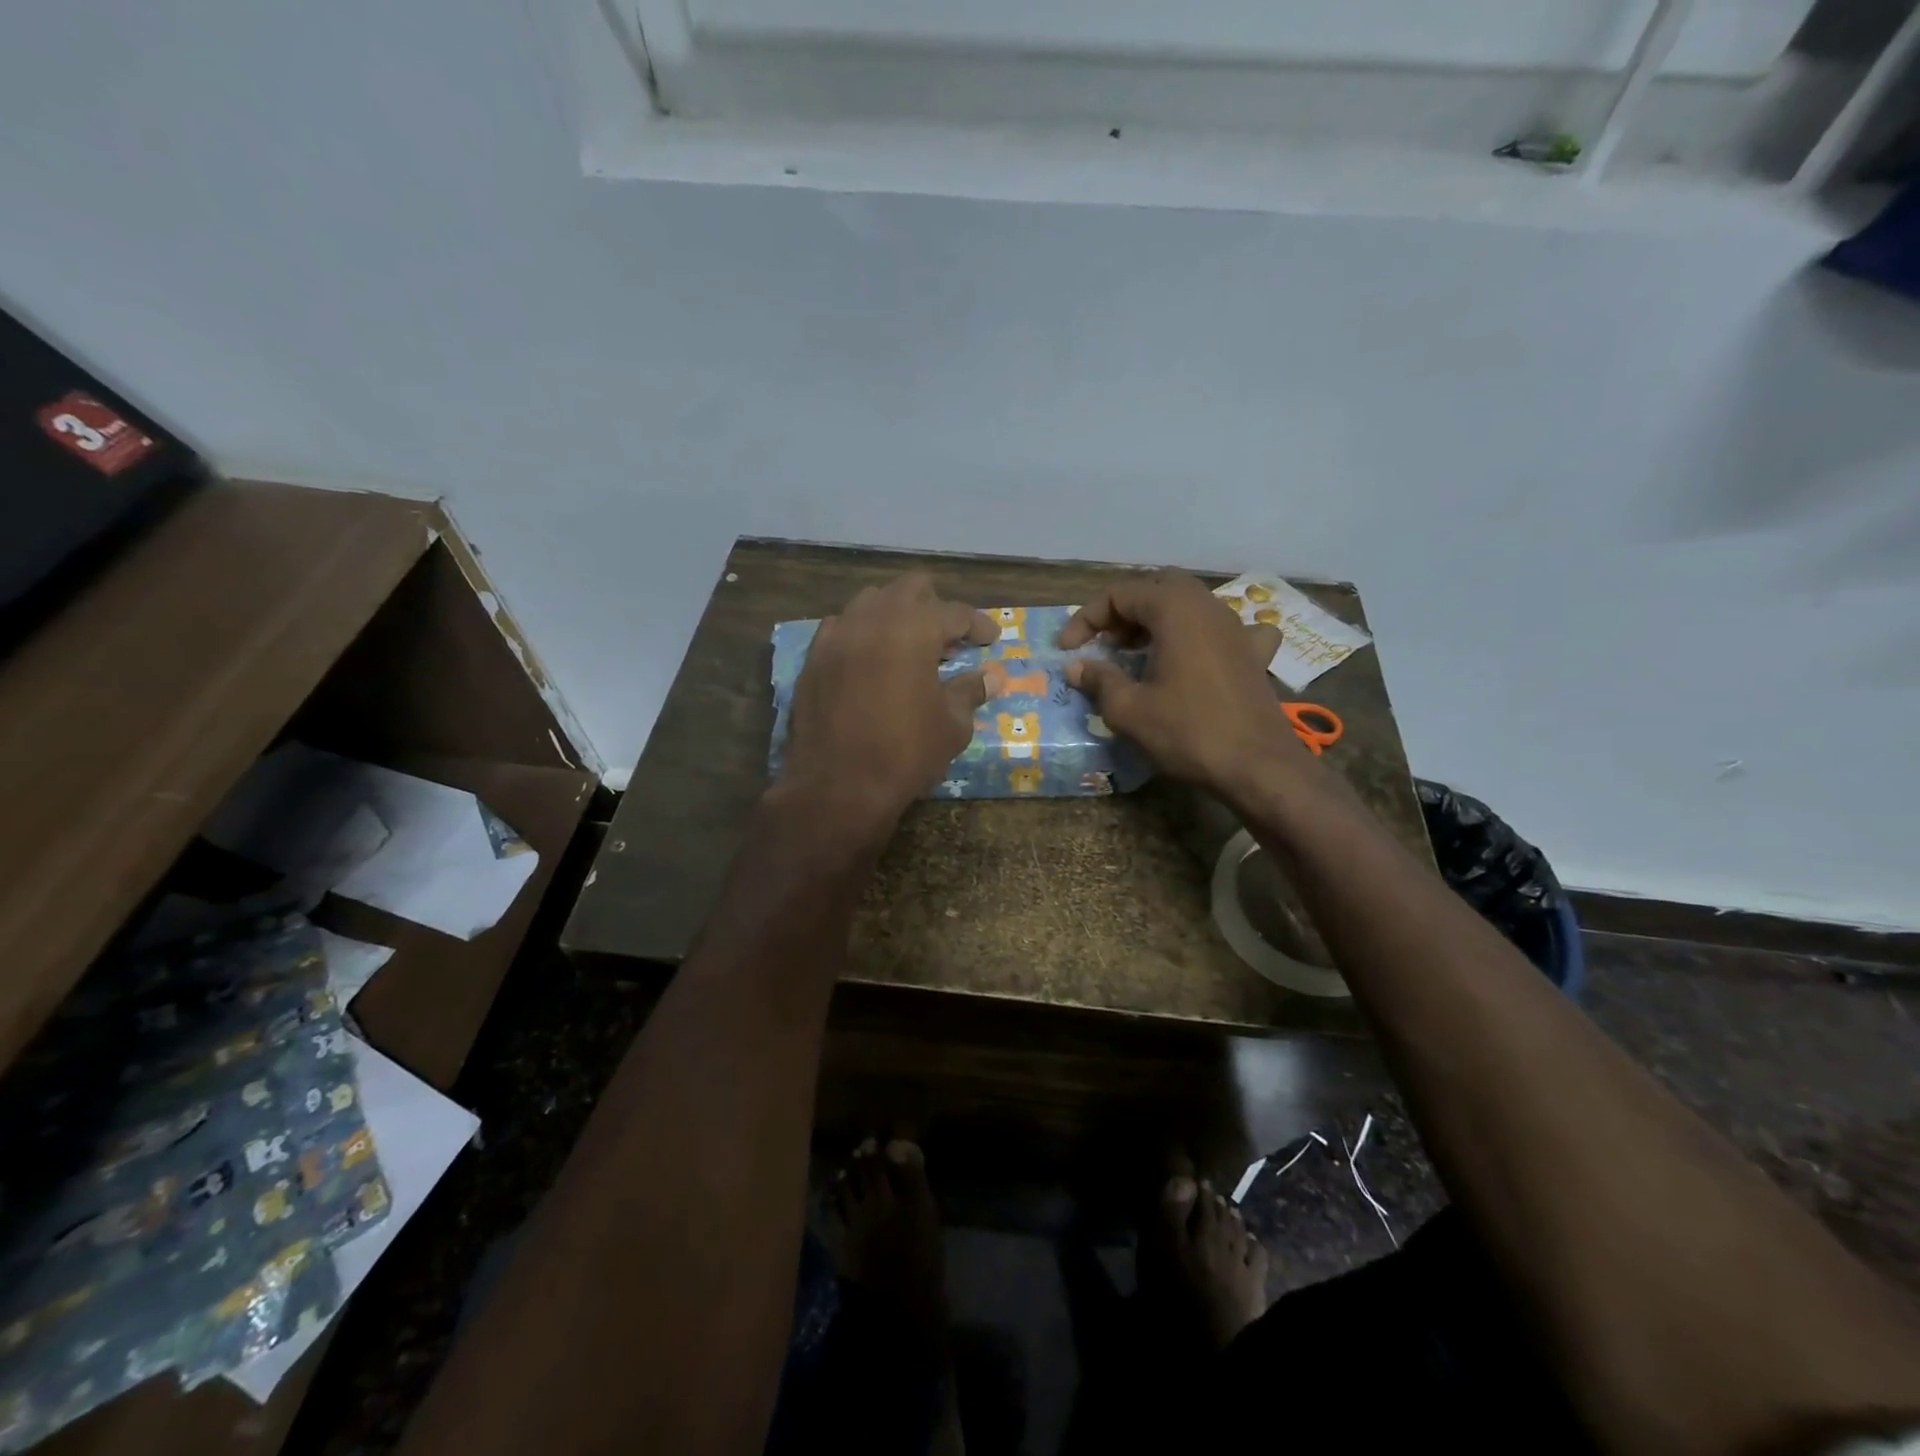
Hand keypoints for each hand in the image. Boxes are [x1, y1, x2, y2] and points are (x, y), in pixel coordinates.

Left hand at [780, 573, 998, 828]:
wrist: (838, 787)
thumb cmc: (905, 754)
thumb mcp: (952, 725)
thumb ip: (970, 691)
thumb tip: (990, 677)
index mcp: (913, 629)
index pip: (954, 612)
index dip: (978, 624)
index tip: (990, 639)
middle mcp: (872, 620)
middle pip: (909, 589)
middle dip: (935, 606)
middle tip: (950, 637)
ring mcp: (836, 636)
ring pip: (871, 602)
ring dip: (896, 614)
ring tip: (909, 644)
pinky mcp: (813, 659)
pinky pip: (841, 628)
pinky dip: (862, 634)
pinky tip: (871, 659)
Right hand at [1060, 571, 1301, 798]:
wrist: (1258, 767)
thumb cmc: (1188, 731)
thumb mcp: (1128, 710)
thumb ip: (1099, 680)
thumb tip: (1076, 666)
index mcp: (1175, 610)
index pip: (1120, 594)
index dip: (1086, 618)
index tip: (1068, 650)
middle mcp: (1208, 607)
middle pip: (1157, 589)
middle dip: (1123, 612)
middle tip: (1104, 644)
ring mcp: (1237, 628)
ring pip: (1189, 605)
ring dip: (1157, 622)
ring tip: (1137, 654)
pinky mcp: (1253, 655)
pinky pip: (1226, 630)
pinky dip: (1203, 636)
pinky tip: (1200, 656)